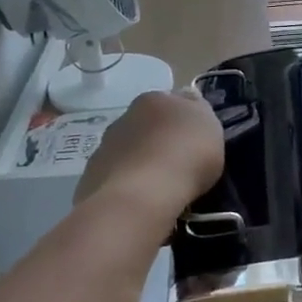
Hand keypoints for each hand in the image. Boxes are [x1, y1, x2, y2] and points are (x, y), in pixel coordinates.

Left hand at [75, 89, 224, 216]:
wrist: (142, 196)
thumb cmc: (185, 156)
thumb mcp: (210, 127)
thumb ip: (199, 111)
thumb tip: (187, 99)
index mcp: (154, 100)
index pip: (171, 103)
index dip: (183, 122)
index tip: (194, 142)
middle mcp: (124, 117)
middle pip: (146, 127)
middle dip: (159, 142)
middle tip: (178, 165)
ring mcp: (104, 148)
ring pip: (128, 152)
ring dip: (141, 164)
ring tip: (160, 189)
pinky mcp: (91, 178)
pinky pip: (116, 179)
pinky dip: (128, 186)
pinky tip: (141, 202)